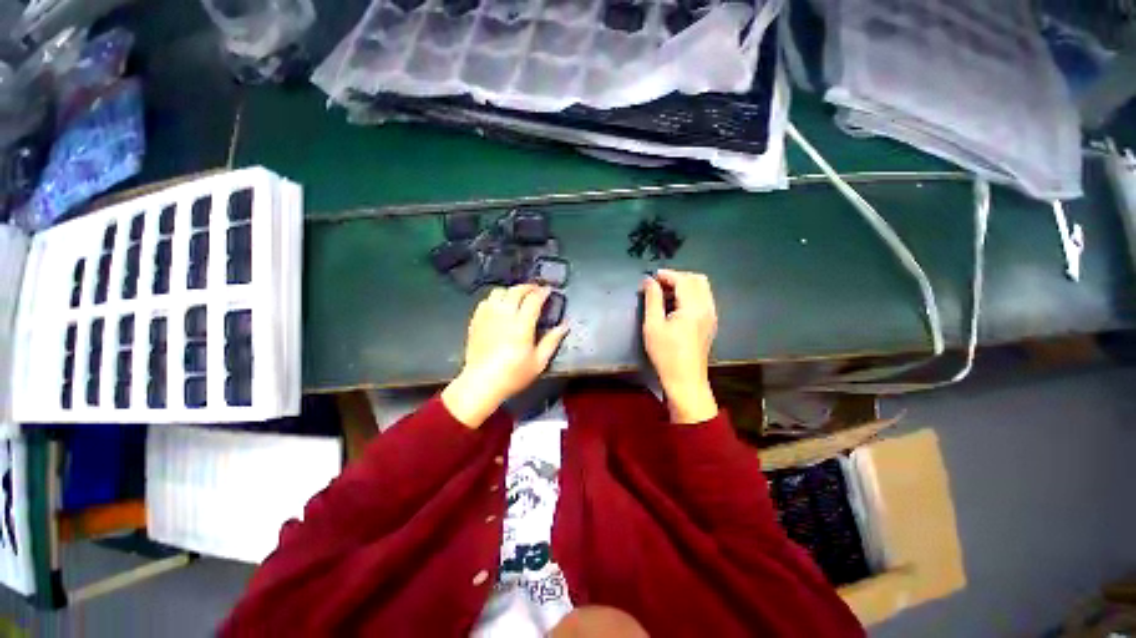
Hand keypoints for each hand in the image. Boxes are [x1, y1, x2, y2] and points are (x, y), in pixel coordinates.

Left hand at [442, 285, 568, 427]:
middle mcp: (504, 316)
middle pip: (516, 290)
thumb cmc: (513, 375)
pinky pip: (486, 301)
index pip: (533, 299)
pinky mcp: (476, 321)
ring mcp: (487, 316)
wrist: (481, 383)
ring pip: (499, 292)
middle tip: (536, 290)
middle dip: (528, 287)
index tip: (548, 290)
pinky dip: (496, 298)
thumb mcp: (539, 362)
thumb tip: (565, 326)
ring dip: (511, 290)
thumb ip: (552, 341)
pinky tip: (500, 305)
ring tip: (518, 296)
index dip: (542, 292)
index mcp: (521, 325)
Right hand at [642, 270, 718, 423]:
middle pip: (698, 280)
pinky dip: (690, 295)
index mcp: (693, 307)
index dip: (667, 274)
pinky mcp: (710, 323)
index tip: (651, 277)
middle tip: (659, 284)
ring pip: (702, 288)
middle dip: (678, 277)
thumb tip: (649, 281)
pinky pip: (704, 299)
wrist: (685, 380)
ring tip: (665, 293)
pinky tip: (676, 305)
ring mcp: (711, 316)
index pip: (683, 280)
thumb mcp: (653, 325)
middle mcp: (707, 308)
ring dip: (685, 285)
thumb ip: (652, 299)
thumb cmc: (666, 354)